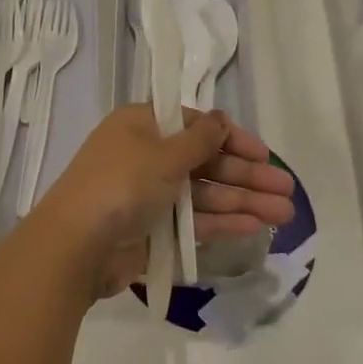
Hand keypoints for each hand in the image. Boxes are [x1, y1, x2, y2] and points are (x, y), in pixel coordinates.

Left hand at [33, 105, 295, 297]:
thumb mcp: (163, 154)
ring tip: (284, 214)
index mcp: (142, 125)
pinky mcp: (152, 229)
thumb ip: (200, 139)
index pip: (195, 125)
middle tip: (287, 190)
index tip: (263, 156)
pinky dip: (221, 221)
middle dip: (246, 175)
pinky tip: (254, 227)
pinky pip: (193, 220)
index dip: (231, 139)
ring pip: (204, 193)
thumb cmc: (120, 184)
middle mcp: (146, 155)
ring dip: (242, 201)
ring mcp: (149, 194)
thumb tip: (221, 118)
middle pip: (204, 161)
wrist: (76, 245)